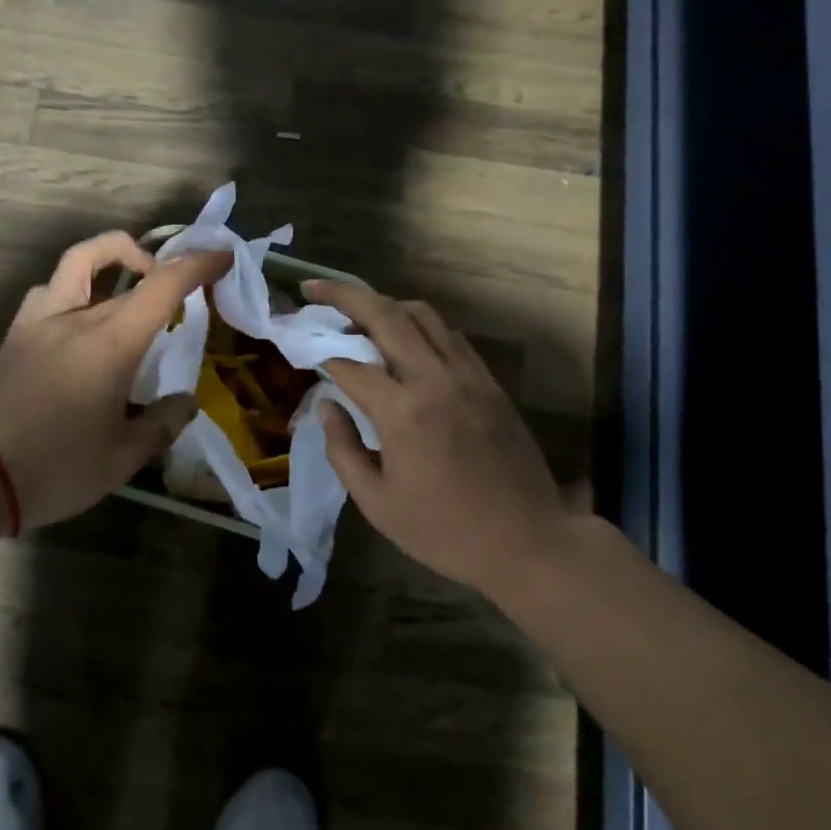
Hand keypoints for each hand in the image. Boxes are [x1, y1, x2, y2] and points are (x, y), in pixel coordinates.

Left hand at [0, 233, 230, 528]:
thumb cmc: (54, 468)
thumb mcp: (121, 459)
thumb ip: (161, 425)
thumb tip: (185, 403)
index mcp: (110, 342)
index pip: (162, 285)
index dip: (197, 264)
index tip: (222, 256)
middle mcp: (75, 317)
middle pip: (126, 270)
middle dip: (163, 267)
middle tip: (186, 285)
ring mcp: (38, 322)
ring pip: (77, 263)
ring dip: (110, 259)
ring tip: (128, 289)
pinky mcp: (14, 337)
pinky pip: (49, 293)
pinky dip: (74, 290)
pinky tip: (80, 321)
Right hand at [308, 280, 575, 593]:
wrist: (527, 541)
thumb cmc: (444, 531)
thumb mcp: (377, 503)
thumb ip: (343, 449)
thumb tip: (326, 405)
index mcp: (403, 412)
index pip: (350, 364)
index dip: (321, 355)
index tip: (303, 350)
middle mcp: (434, 379)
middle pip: (385, 314)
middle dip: (344, 295)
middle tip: (314, 288)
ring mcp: (467, 375)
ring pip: (422, 314)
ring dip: (384, 304)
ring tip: (358, 310)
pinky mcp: (489, 381)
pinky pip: (449, 335)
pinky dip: (419, 324)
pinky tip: (404, 338)